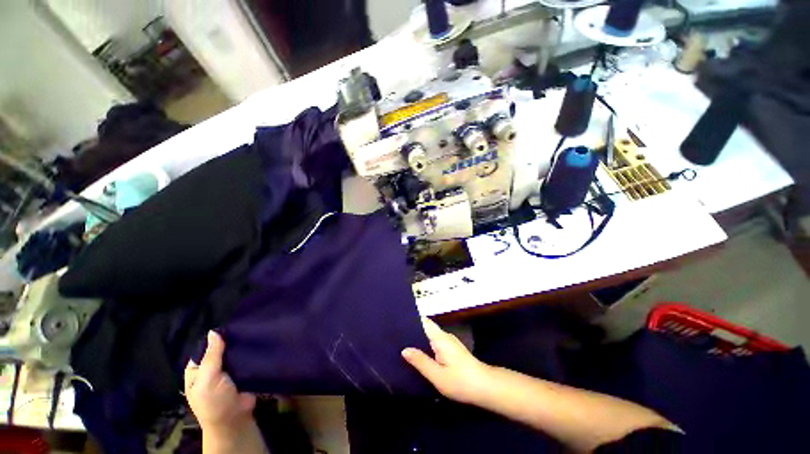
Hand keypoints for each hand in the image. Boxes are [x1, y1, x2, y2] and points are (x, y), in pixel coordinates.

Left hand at [184, 331, 255, 432]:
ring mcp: (229, 370)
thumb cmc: (214, 402)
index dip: (217, 338)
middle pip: (222, 348)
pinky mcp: (244, 372)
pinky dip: (252, 352)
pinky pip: (247, 358)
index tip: (232, 326)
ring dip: (243, 346)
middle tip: (247, 326)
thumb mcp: (207, 379)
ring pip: (235, 352)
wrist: (235, 420)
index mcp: (197, 369)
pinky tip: (260, 341)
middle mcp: (212, 368)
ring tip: (256, 331)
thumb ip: (211, 356)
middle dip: (232, 340)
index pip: (206, 347)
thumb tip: (214, 331)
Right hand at [402, 317, 493, 404]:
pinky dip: (426, 347)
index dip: (411, 319)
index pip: (424, 321)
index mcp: (440, 338)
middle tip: (395, 336)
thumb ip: (421, 361)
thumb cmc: (461, 381)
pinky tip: (419, 355)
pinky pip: (435, 344)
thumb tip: (404, 350)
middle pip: (426, 328)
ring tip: (402, 344)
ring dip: (419, 340)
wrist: (486, 387)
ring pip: (430, 337)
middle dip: (412, 331)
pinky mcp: (452, 351)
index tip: (397, 321)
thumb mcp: (438, 375)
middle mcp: (445, 336)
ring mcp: (450, 343)